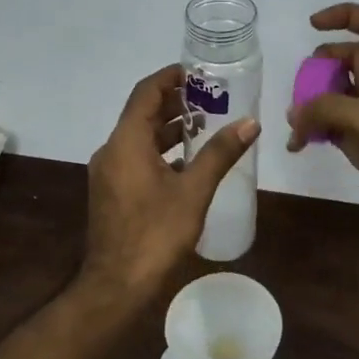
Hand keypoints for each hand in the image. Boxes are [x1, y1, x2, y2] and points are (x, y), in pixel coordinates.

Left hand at [86, 64, 259, 296]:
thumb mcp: (193, 191)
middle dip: (175, 103)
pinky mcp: (111, 191)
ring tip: (205, 126)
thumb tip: (249, 122)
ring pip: (139, 137)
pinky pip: (135, 158)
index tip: (198, 72)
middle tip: (211, 98)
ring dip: (168, 129)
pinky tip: (186, 163)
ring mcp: (108, 172)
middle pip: (143, 113)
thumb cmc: (155, 234)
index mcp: (126, 141)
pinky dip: (159, 152)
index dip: (170, 77)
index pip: (146, 92)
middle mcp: (112, 149)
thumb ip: (220, 153)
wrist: (117, 285)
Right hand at [286, 3, 358, 220]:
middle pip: (343, 61)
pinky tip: (299, 145)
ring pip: (334, 96)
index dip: (344, 15)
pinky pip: (334, 127)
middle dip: (317, 68)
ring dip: (311, 104)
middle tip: (300, 89)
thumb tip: (294, 114)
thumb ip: (326, 109)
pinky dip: (315, 131)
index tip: (313, 25)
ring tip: (294, 124)